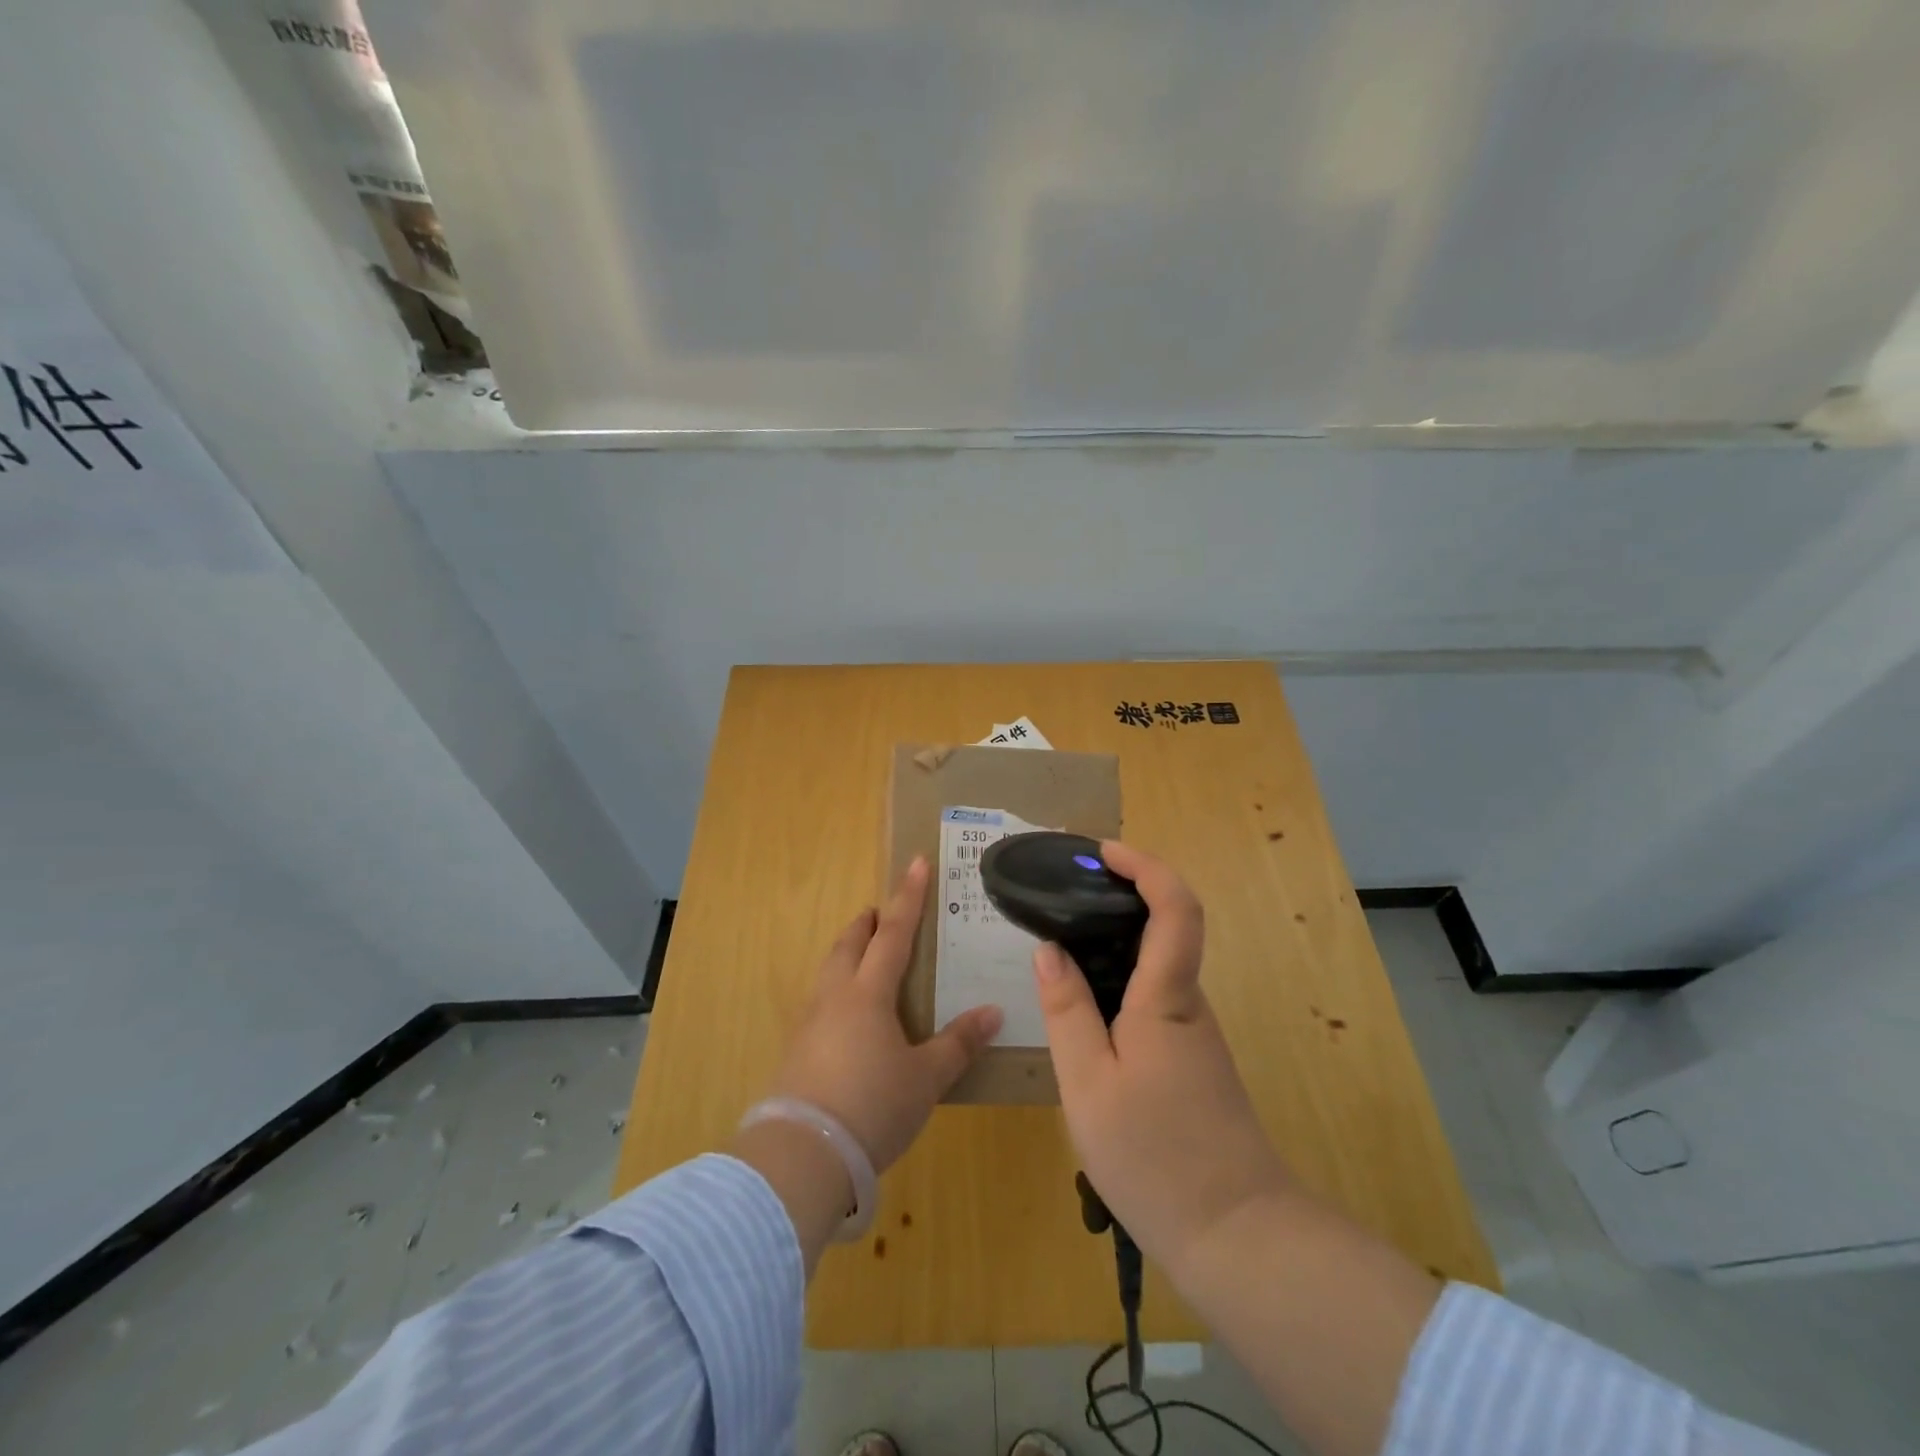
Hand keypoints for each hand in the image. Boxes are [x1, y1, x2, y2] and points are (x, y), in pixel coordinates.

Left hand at [766, 856, 1003, 1172]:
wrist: (802, 1154)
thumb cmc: (873, 1106)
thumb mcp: (925, 1078)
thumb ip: (958, 1043)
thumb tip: (993, 1012)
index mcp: (868, 993)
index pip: (894, 933)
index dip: (909, 897)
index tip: (916, 862)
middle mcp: (835, 996)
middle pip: (851, 944)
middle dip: (868, 922)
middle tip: (882, 911)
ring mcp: (810, 1022)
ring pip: (830, 970)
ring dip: (848, 953)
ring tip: (863, 955)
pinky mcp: (796, 1050)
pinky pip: (820, 1001)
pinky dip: (837, 989)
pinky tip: (846, 1014)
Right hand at [1034, 840, 1290, 1278]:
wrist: (1237, 1236)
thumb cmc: (1155, 1156)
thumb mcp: (1088, 1083)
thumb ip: (1067, 1010)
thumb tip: (1050, 949)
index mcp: (1167, 998)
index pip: (1176, 908)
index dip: (1145, 866)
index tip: (1102, 851)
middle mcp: (1188, 1004)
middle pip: (1167, 927)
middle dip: (1121, 895)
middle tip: (1063, 892)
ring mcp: (1194, 1033)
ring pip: (1157, 965)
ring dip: (1115, 939)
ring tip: (1060, 942)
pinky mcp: (1191, 1060)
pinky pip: (1154, 997)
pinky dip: (1119, 978)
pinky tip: (1083, 1004)